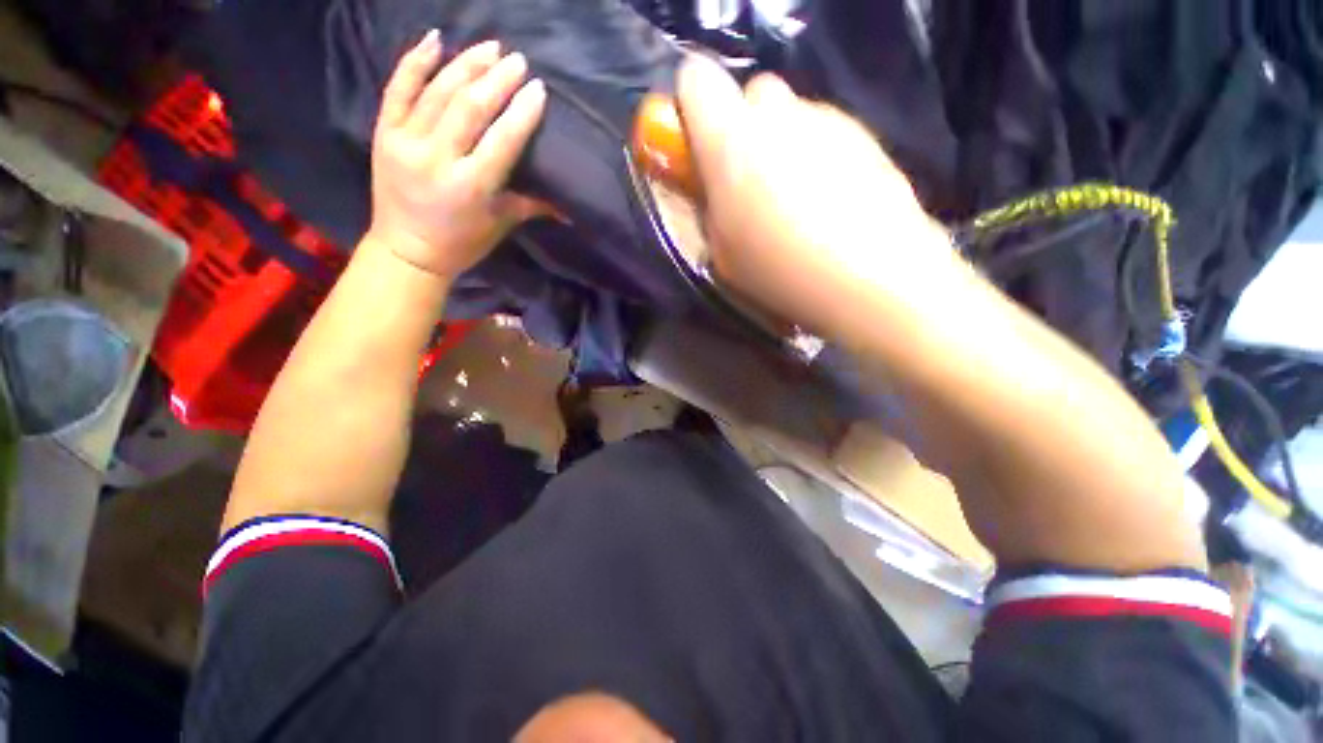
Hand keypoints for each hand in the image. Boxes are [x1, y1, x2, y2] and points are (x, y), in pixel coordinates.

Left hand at [367, 31, 548, 279]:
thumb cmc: (462, 243)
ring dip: (467, 65)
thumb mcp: (501, 225)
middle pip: (471, 107)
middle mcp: (438, 159)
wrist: (406, 251)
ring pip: (438, 92)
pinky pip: (397, 89)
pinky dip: (415, 62)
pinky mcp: (383, 133)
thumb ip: (532, 206)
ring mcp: (406, 142)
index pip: (502, 140)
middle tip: (517, 60)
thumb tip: (569, 207)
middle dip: (497, 79)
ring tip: (490, 47)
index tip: (537, 88)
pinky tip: (435, 40)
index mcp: (471, 187)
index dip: (522, 112)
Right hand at [676, 56, 958, 336]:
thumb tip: (714, 190)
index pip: (696, 78)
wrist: (870, 275)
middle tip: (750, 178)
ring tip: (796, 201)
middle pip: (753, 93)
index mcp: (730, 143)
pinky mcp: (864, 135)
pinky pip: (826, 134)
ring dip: (784, 145)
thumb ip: (711, 208)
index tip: (699, 144)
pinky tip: (828, 202)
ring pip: (793, 115)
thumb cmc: (780, 271)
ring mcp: (826, 120)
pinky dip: (818, 158)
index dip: (692, 105)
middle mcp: (778, 115)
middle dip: (746, 127)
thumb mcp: (722, 254)